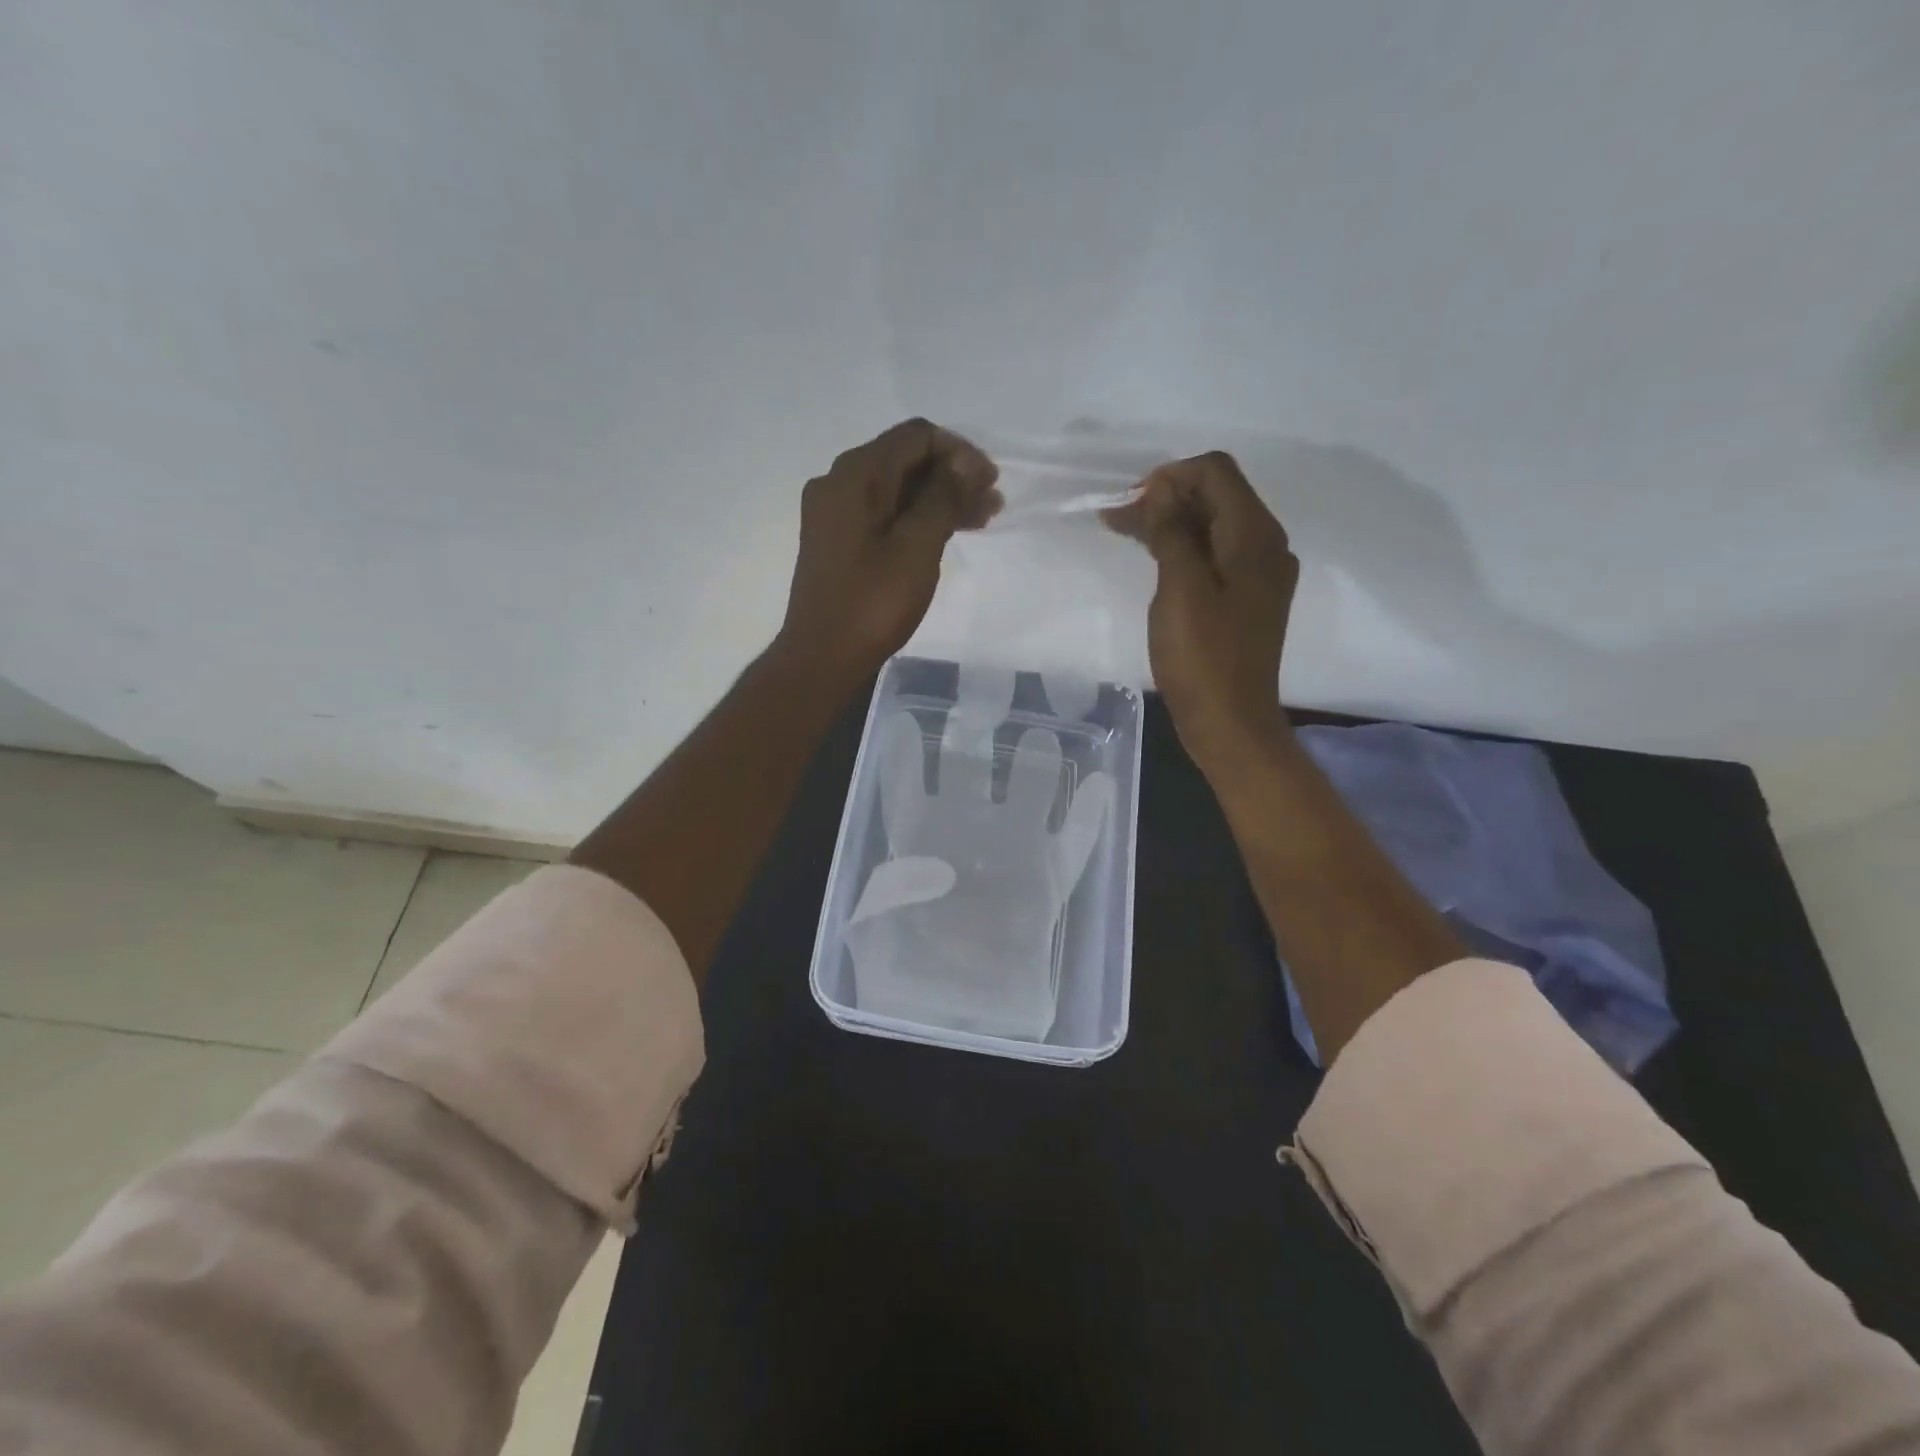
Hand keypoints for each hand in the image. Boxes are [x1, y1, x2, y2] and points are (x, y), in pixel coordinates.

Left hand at [776, 418, 1001, 683]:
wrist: (823, 658)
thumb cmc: (872, 602)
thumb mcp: (917, 545)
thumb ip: (943, 496)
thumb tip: (963, 462)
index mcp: (854, 475)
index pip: (915, 436)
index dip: (959, 452)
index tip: (990, 482)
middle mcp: (839, 483)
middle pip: (905, 461)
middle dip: (953, 476)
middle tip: (992, 503)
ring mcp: (835, 514)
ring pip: (897, 490)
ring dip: (939, 499)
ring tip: (981, 519)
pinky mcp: (839, 542)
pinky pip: (884, 515)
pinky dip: (917, 519)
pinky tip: (947, 534)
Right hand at [1104, 451, 1298, 768]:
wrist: (1230, 722)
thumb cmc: (1202, 657)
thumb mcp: (1181, 588)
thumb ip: (1173, 531)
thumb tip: (1161, 488)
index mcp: (1255, 536)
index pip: (1216, 472)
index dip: (1170, 476)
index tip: (1129, 500)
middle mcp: (1265, 546)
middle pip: (1216, 496)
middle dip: (1167, 497)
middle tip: (1117, 516)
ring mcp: (1258, 574)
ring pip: (1212, 527)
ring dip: (1170, 522)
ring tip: (1124, 530)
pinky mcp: (1245, 599)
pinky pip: (1214, 555)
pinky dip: (1182, 549)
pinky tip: (1154, 558)